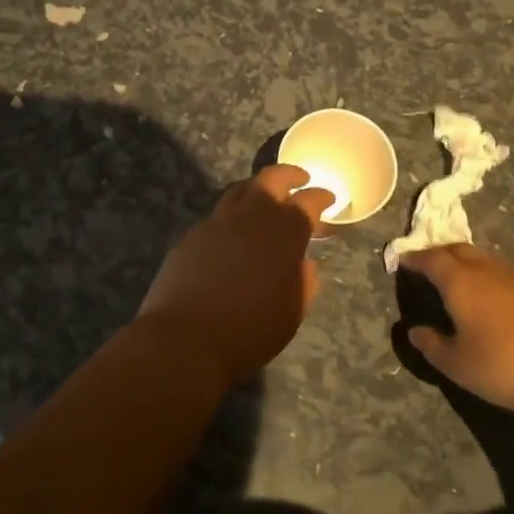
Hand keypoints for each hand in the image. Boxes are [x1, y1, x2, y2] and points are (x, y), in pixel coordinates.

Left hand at [135, 164, 332, 385]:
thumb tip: (302, 263)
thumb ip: (303, 281)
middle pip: (271, 179)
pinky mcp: (192, 236)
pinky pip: (217, 216)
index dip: (321, 197)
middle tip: (300, 179)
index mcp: (283, 232)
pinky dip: (233, 217)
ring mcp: (216, 223)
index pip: (308, 202)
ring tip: (265, 200)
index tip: (328, 198)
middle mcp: (250, 217)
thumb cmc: (250, 329)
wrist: (185, 338)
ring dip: (257, 190)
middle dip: (289, 175)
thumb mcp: (292, 311)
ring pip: (239, 191)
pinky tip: (234, 235)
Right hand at [398, 244, 513, 420]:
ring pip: (484, 258)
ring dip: (466, 262)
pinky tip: (492, 297)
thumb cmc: (504, 367)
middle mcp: (487, 270)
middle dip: (439, 253)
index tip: (402, 260)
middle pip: (458, 249)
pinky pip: (504, 272)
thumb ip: (432, 345)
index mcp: (461, 282)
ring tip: (458, 278)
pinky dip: (489, 275)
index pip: (431, 259)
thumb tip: (414, 330)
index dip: (414, 258)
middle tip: (428, 265)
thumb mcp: (457, 365)